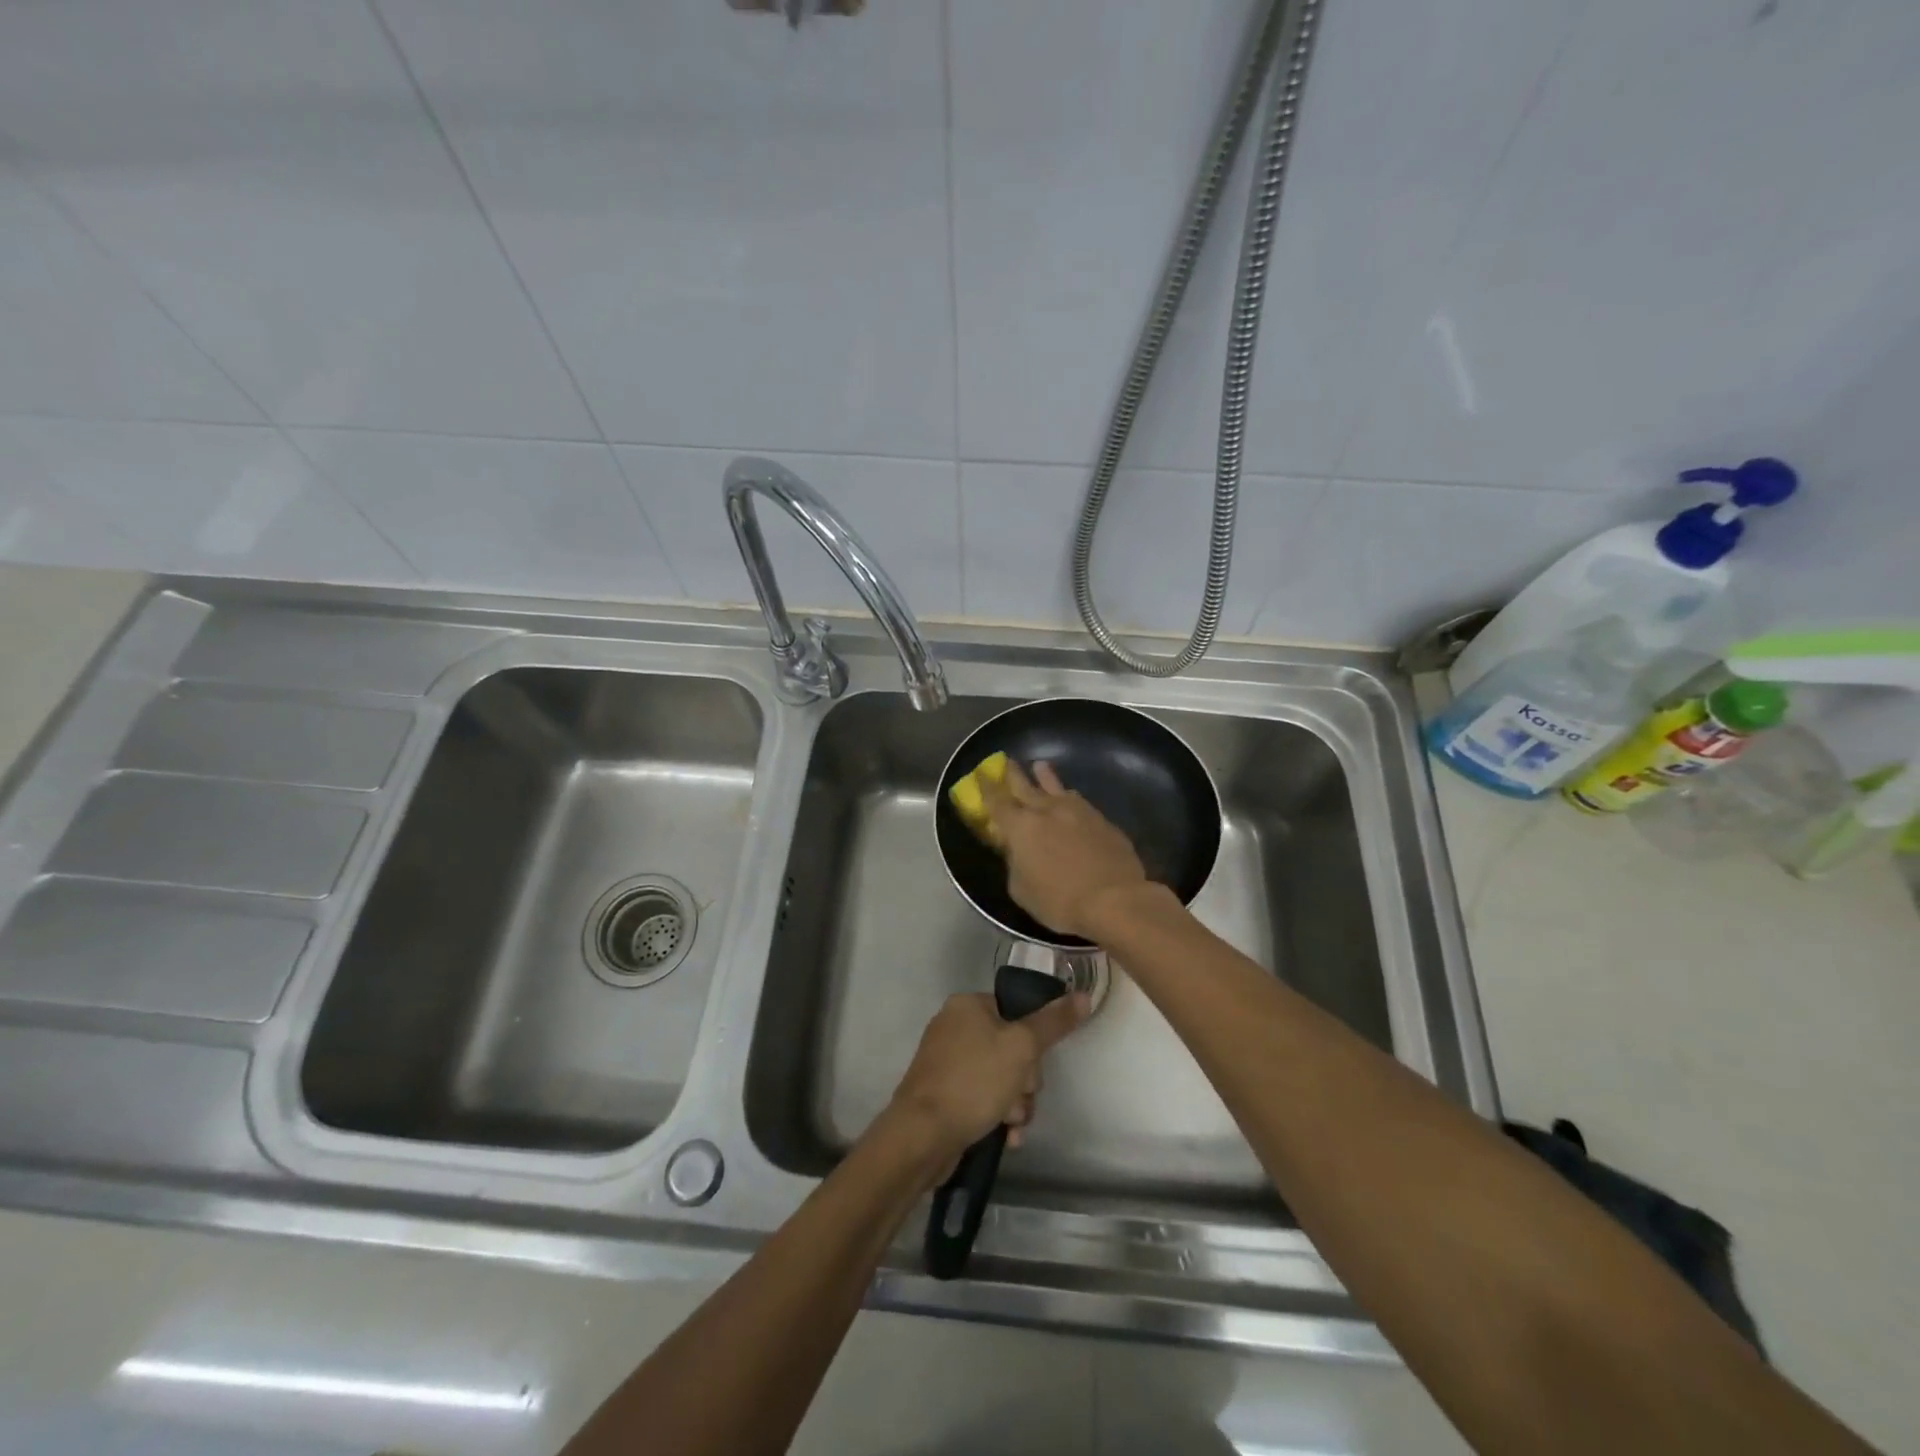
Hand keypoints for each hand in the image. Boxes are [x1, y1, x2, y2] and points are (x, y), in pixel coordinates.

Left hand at [886, 990, 1088, 1177]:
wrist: (922, 1135)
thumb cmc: (973, 1081)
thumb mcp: (1021, 1047)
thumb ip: (1053, 1023)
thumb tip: (1084, 996)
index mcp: (968, 1005)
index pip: (1016, 1012)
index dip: (1032, 1042)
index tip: (1034, 1063)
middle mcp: (954, 1027)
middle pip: (1012, 1048)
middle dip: (1025, 1080)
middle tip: (1021, 1095)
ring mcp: (947, 1063)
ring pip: (1001, 1077)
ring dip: (1016, 1103)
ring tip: (1011, 1122)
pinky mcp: (944, 1095)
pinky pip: (983, 1098)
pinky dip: (998, 1116)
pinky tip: (1006, 1136)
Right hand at [980, 760, 1150, 939]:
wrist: (1114, 899)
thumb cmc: (1059, 901)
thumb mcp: (1022, 890)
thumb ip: (1015, 864)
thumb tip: (1017, 851)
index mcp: (1021, 827)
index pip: (997, 802)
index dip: (987, 787)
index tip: (981, 775)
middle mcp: (1047, 811)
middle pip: (1026, 786)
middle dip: (1014, 774)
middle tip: (1007, 761)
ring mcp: (1077, 812)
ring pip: (1056, 788)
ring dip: (1045, 777)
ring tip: (1040, 766)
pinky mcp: (1101, 820)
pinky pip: (1080, 802)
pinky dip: (1069, 797)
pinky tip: (1072, 798)